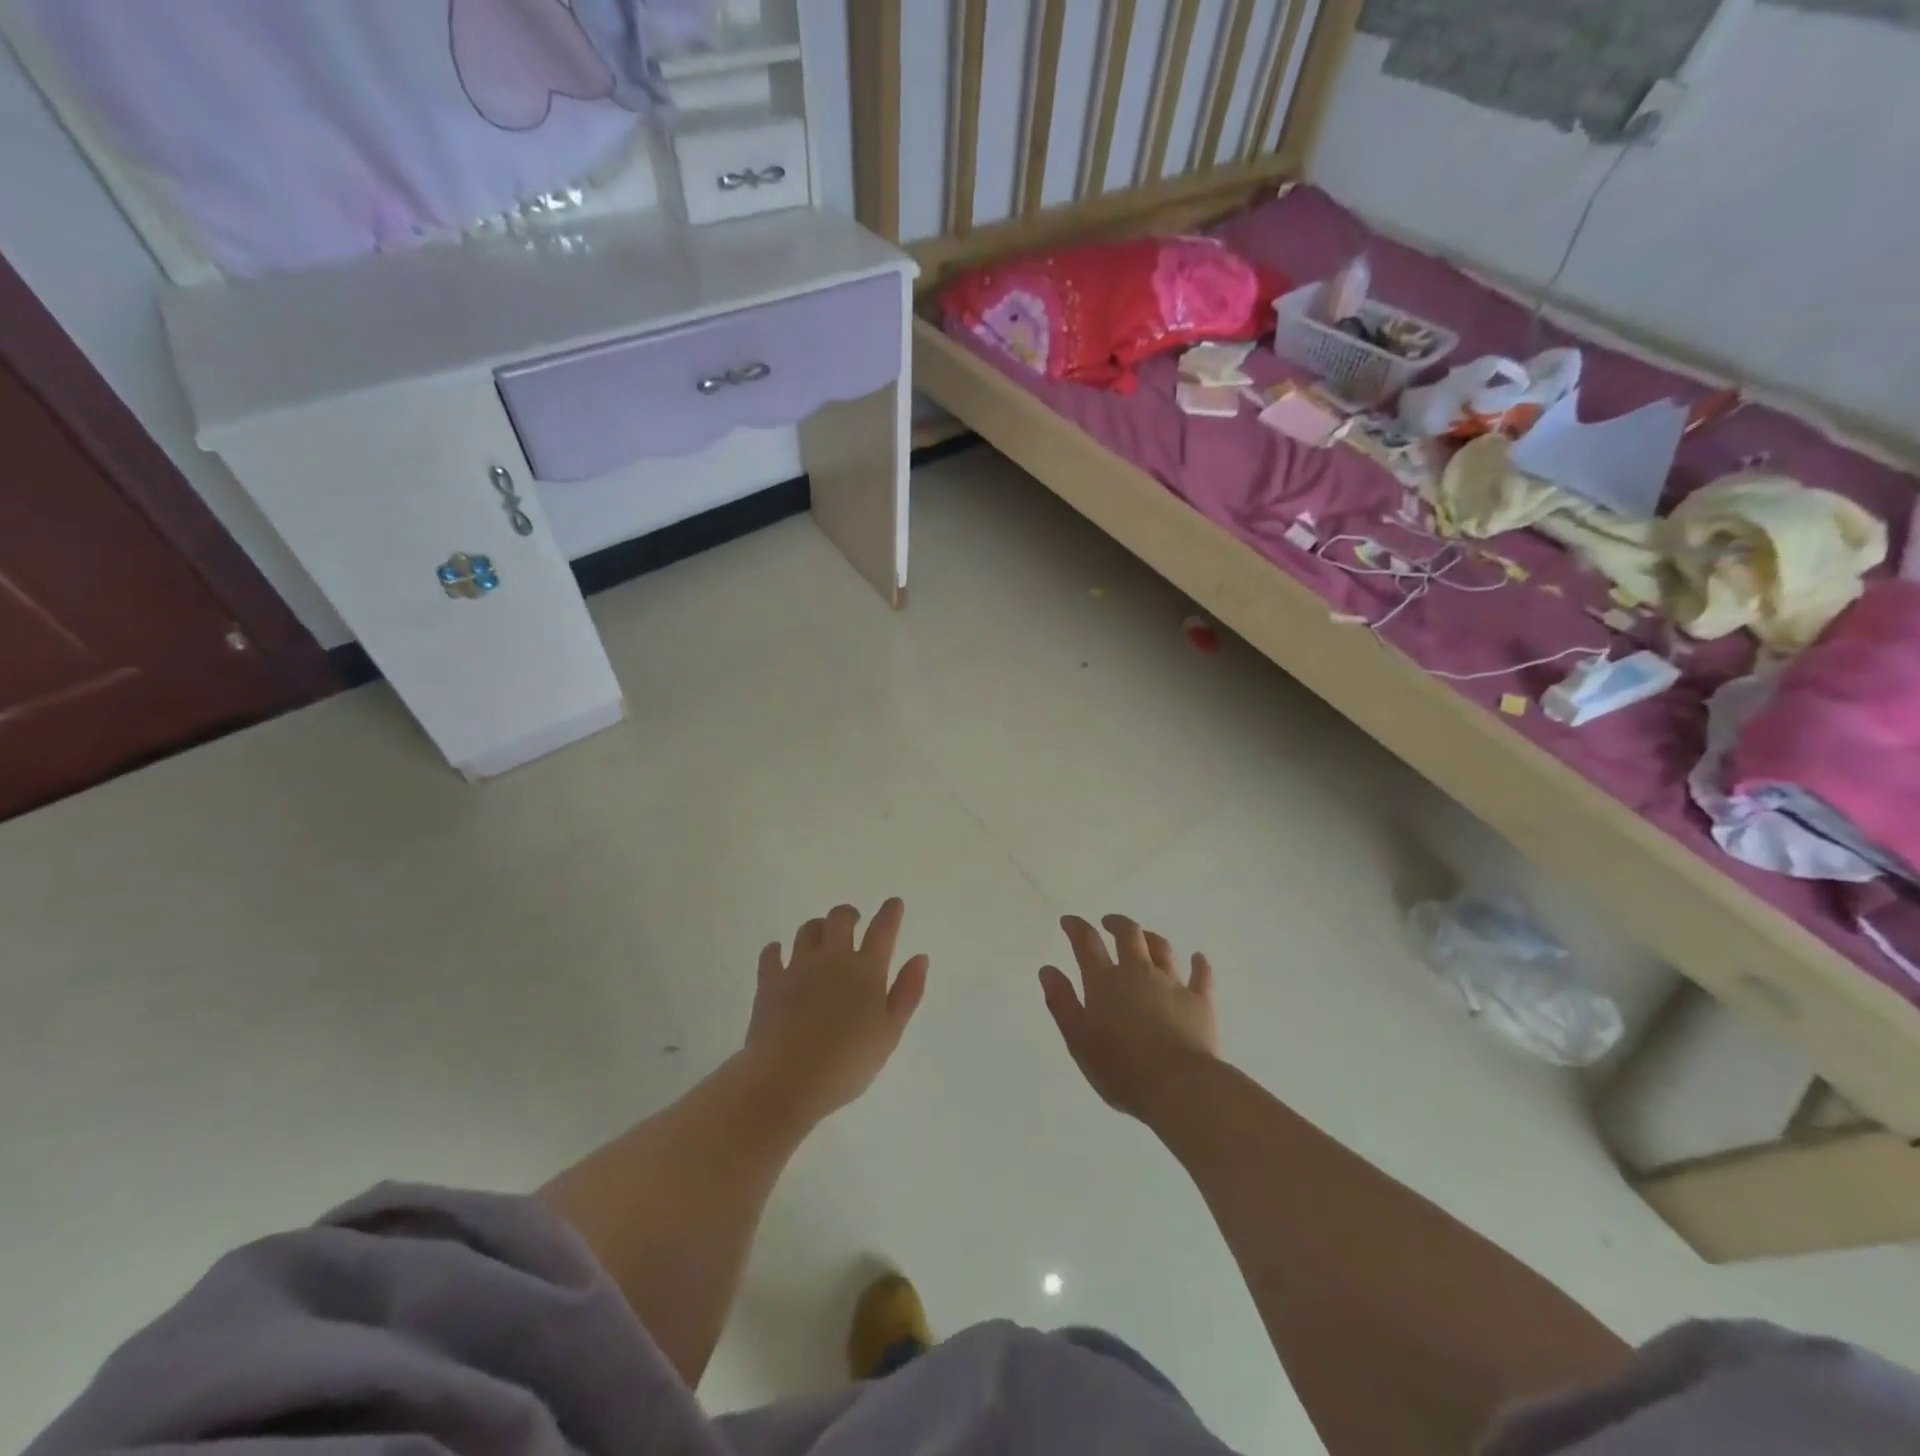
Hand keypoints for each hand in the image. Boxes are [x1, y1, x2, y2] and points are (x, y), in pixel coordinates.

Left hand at [742, 898, 928, 1124]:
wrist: (787, 1080)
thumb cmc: (847, 1064)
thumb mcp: (890, 1034)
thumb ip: (907, 993)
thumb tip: (920, 958)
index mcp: (866, 971)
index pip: (882, 930)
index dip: (890, 913)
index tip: (893, 903)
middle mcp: (833, 959)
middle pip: (840, 919)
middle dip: (849, 914)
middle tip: (853, 921)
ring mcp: (798, 967)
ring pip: (807, 930)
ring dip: (817, 928)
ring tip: (821, 937)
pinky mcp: (769, 982)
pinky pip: (771, 953)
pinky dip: (776, 950)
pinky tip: (778, 953)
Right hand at [1040, 914, 1218, 1121]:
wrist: (1179, 1087)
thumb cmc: (1121, 1069)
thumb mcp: (1078, 1040)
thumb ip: (1062, 1003)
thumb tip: (1048, 970)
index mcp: (1105, 982)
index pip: (1087, 943)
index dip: (1076, 927)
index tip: (1069, 921)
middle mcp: (1139, 973)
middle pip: (1129, 935)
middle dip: (1117, 924)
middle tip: (1109, 923)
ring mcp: (1173, 984)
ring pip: (1162, 949)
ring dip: (1151, 939)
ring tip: (1145, 939)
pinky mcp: (1201, 1001)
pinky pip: (1202, 975)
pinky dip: (1199, 964)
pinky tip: (1198, 958)